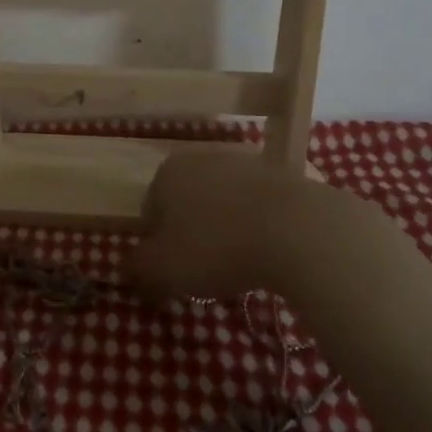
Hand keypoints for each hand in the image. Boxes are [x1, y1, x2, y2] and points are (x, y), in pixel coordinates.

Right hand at [127, 151, 364, 302]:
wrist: (301, 230)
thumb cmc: (217, 247)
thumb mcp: (163, 270)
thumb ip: (138, 269)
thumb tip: (130, 269)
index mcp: (168, 172)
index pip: (150, 212)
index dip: (159, 247)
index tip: (176, 274)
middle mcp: (203, 156)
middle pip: (188, 203)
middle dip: (193, 234)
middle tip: (208, 271)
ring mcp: (247, 162)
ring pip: (226, 202)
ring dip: (228, 228)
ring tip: (244, 265)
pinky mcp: (285, 174)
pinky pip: (262, 207)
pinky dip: (262, 226)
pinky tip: (273, 252)